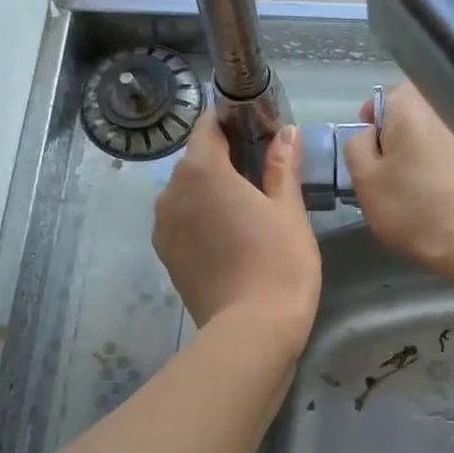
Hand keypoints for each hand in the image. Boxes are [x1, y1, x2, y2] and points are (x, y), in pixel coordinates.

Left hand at [153, 107, 320, 342]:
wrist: (251, 330)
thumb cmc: (279, 263)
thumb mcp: (289, 211)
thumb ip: (282, 166)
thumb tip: (286, 132)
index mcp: (202, 170)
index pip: (209, 126)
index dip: (232, 121)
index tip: (258, 129)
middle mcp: (172, 192)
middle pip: (197, 161)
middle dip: (225, 160)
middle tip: (262, 175)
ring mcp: (164, 227)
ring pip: (188, 194)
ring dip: (212, 193)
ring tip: (247, 211)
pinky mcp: (166, 257)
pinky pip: (183, 222)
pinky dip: (202, 220)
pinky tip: (231, 238)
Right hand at [342, 82, 453, 279]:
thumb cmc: (410, 208)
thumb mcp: (364, 180)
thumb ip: (357, 147)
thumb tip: (368, 134)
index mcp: (410, 109)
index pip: (385, 98)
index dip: (372, 121)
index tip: (367, 150)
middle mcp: (442, 113)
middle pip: (410, 118)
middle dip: (395, 141)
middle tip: (385, 174)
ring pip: (431, 140)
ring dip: (418, 158)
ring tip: (410, 191)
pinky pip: (451, 159)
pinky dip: (440, 172)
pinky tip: (436, 199)